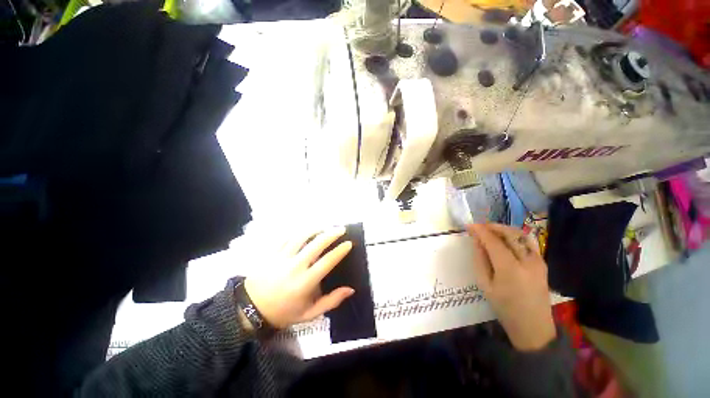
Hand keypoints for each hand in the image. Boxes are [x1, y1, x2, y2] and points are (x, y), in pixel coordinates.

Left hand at [244, 227, 354, 328]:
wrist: (250, 309)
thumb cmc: (283, 312)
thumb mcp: (309, 314)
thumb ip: (331, 301)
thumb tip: (350, 289)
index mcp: (305, 282)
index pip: (327, 261)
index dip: (340, 250)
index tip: (349, 243)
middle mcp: (295, 266)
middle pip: (316, 244)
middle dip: (331, 234)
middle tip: (341, 229)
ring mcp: (281, 257)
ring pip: (301, 236)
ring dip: (315, 229)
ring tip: (324, 227)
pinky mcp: (271, 253)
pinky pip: (287, 237)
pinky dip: (298, 232)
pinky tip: (305, 231)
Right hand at [467, 223, 555, 350]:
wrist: (533, 327)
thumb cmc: (504, 308)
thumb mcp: (485, 285)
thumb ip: (480, 260)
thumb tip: (477, 241)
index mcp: (509, 269)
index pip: (493, 241)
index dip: (480, 231)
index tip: (469, 225)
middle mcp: (527, 261)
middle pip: (509, 234)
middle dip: (492, 226)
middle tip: (479, 227)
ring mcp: (538, 261)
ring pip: (521, 235)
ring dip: (504, 229)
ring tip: (491, 230)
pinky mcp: (542, 263)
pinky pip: (528, 242)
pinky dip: (515, 235)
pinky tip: (505, 239)